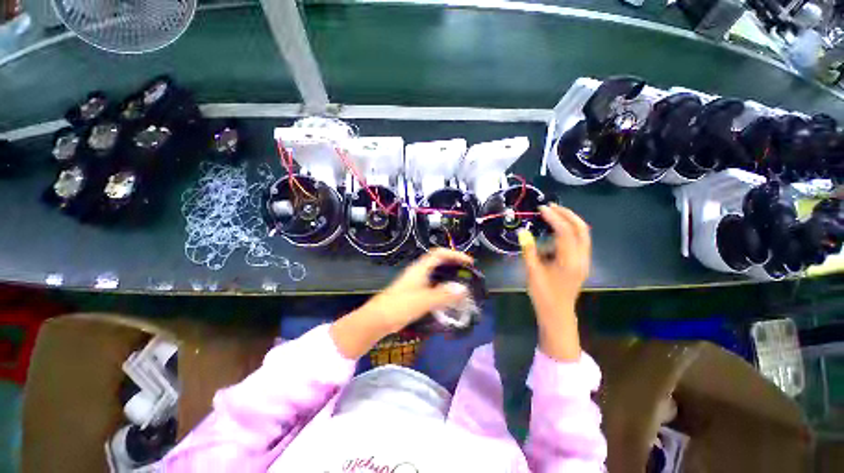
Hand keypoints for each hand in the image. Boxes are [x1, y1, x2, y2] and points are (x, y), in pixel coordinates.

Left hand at [330, 249, 473, 358]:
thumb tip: (463, 289)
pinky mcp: (413, 293)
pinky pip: (431, 286)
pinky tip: (447, 299)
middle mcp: (418, 272)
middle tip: (467, 273)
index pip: (439, 254)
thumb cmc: (399, 306)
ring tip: (461, 285)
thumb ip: (443, 295)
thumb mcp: (423, 300)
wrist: (377, 319)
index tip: (468, 262)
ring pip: (435, 274)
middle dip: (453, 264)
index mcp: (420, 269)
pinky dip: (442, 288)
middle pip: (438, 262)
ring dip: (448, 276)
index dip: (454, 254)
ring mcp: (415, 283)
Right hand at [519, 203, 590, 361]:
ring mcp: (584, 260)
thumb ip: (528, 250)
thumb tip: (522, 232)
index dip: (554, 217)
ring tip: (553, 214)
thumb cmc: (543, 294)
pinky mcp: (581, 263)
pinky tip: (556, 230)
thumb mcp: (532, 272)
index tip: (542, 208)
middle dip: (567, 214)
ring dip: (570, 221)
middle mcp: (582, 258)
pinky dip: (570, 230)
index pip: (565, 232)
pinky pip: (580, 241)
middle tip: (551, 206)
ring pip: (583, 234)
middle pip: (581, 229)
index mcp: (570, 261)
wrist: (557, 313)